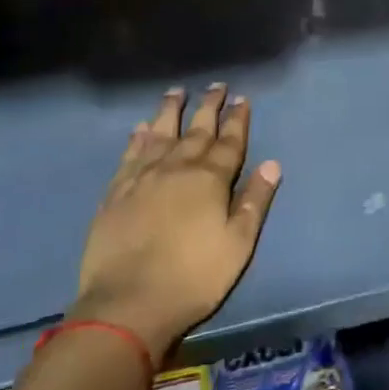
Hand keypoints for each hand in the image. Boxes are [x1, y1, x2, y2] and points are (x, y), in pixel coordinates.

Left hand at [71, 84, 281, 362]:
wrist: (127, 304)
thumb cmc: (193, 278)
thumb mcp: (237, 245)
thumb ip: (254, 202)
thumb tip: (272, 164)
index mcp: (210, 179)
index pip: (229, 142)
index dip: (237, 119)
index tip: (242, 99)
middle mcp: (177, 168)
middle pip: (197, 130)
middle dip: (209, 106)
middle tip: (216, 86)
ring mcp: (143, 177)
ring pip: (161, 133)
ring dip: (171, 111)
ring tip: (177, 91)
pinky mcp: (116, 192)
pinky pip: (130, 155)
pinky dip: (138, 137)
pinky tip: (141, 127)